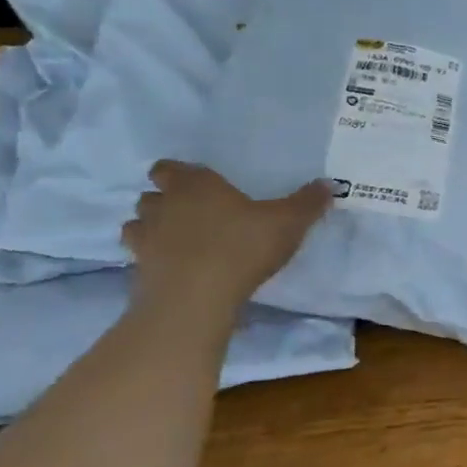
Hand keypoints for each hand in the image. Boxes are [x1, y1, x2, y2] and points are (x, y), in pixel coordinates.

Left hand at [121, 161, 328, 316]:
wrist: (196, 298)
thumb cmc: (242, 247)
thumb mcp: (288, 223)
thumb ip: (307, 203)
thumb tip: (328, 184)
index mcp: (196, 185)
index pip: (169, 168)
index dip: (180, 174)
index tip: (199, 185)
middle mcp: (164, 205)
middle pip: (151, 194)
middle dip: (166, 201)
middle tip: (193, 214)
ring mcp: (145, 238)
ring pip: (139, 224)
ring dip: (153, 229)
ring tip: (180, 242)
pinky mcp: (138, 270)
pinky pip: (140, 257)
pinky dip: (153, 259)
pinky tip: (175, 269)